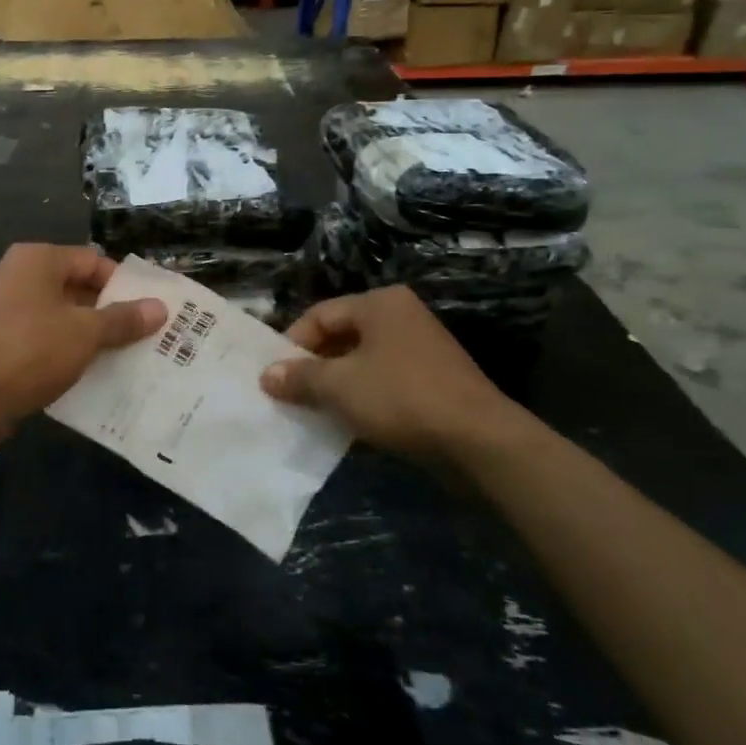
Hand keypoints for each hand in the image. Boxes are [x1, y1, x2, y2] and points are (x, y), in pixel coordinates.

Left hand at [0, 245, 166, 434]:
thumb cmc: (31, 351)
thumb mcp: (85, 334)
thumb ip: (123, 319)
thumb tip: (160, 308)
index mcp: (37, 260)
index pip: (92, 261)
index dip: (123, 284)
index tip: (148, 311)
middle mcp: (17, 275)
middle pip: (76, 286)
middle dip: (108, 311)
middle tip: (142, 335)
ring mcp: (3, 307)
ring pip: (59, 315)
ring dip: (88, 334)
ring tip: (122, 356)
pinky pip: (41, 336)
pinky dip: (63, 349)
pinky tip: (87, 373)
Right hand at [260, 286, 532, 466]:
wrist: (479, 441)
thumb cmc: (401, 398)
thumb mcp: (340, 387)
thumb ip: (300, 377)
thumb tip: (266, 375)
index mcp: (379, 303)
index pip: (319, 315)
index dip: (292, 345)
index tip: (274, 377)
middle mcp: (401, 315)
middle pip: (341, 335)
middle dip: (313, 366)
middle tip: (291, 394)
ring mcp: (421, 346)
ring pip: (362, 360)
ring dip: (337, 384)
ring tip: (315, 411)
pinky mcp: (433, 378)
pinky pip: (384, 379)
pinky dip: (363, 396)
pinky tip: (351, 421)